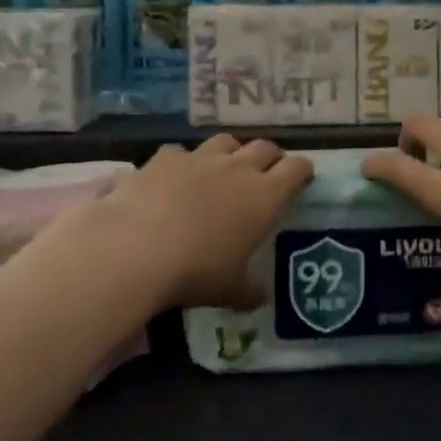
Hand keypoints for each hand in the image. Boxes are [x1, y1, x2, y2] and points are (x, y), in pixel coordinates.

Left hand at [92, 136, 311, 310]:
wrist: (137, 247)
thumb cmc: (196, 271)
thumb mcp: (230, 290)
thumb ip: (249, 290)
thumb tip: (259, 298)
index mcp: (264, 196)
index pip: (295, 170)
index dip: (302, 170)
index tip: (303, 176)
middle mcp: (237, 168)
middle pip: (264, 147)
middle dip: (270, 156)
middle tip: (268, 171)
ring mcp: (200, 158)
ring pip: (225, 141)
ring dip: (231, 152)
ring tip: (226, 166)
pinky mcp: (165, 157)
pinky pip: (181, 152)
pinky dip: (183, 162)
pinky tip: (175, 177)